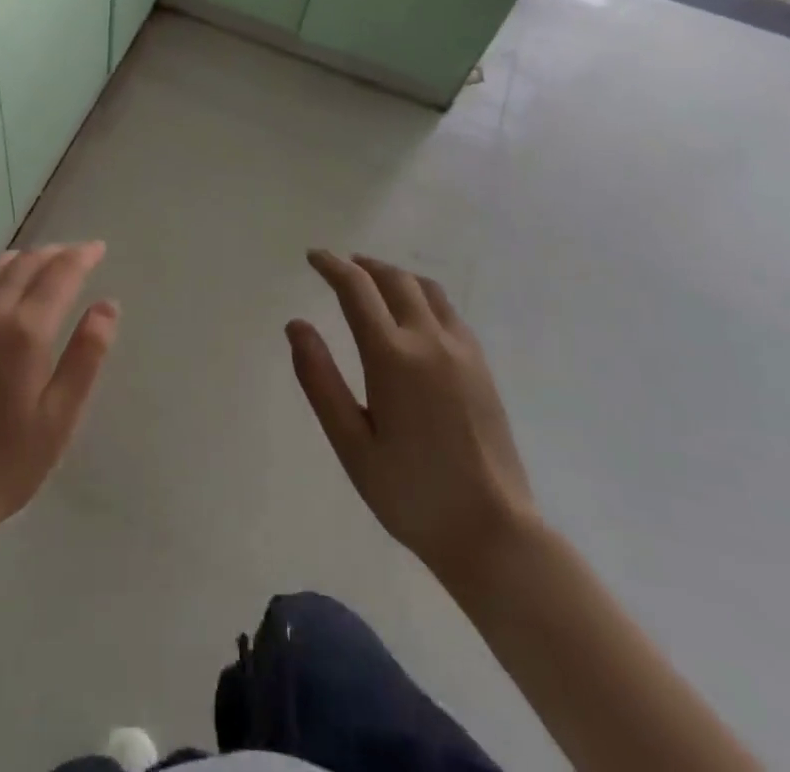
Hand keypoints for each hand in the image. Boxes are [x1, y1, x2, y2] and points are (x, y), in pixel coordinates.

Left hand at [0, 243, 117, 555]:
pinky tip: (3, 284)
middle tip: (77, 255)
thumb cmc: (6, 462)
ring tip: (45, 264)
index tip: (98, 248)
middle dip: (55, 253)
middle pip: (26, 263)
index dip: (81, 256)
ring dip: (25, 257)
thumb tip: (108, 305)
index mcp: (23, 331)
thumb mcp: (59, 417)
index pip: (58, 273)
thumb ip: (86, 356)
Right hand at [289, 250, 536, 593]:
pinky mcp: (481, 366)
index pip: (357, 290)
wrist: (493, 533)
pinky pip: (448, 310)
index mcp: (393, 357)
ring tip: (374, 280)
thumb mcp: (351, 443)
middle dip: (363, 266)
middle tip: (339, 266)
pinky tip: (413, 314)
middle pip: (394, 279)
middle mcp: (429, 341)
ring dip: (395, 275)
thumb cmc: (411, 493)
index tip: (314, 257)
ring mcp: (462, 351)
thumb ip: (320, 380)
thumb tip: (296, 326)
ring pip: (426, 289)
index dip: (332, 266)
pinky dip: (422, 295)